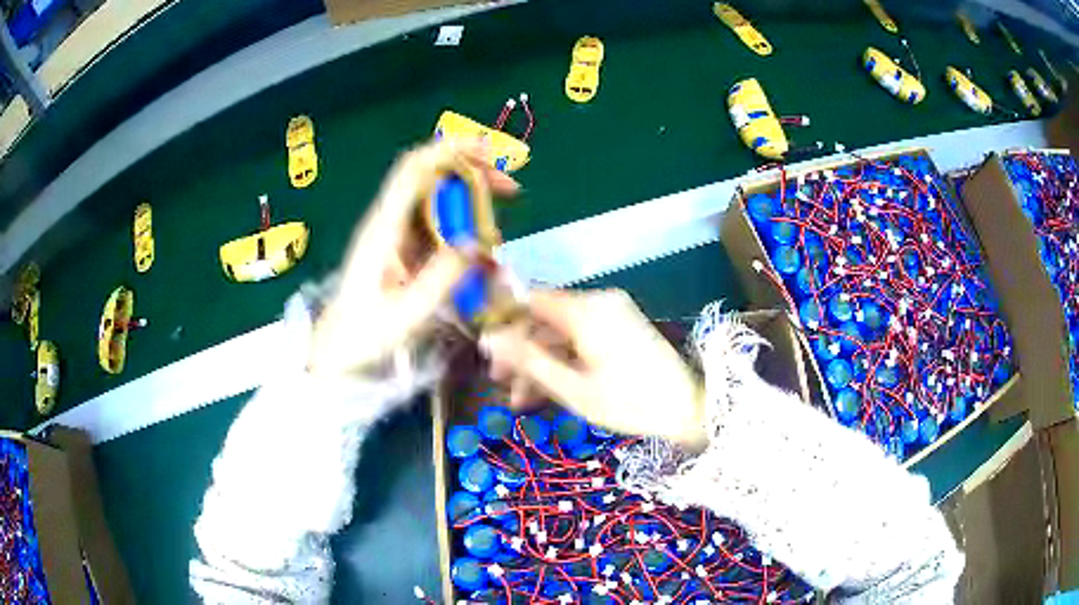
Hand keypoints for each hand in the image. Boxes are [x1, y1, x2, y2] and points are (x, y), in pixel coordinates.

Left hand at [308, 140, 518, 374]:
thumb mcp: (408, 313)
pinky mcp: (401, 248)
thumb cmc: (365, 334)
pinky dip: (462, 221)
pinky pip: (435, 222)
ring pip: (435, 196)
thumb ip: (443, 276)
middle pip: (430, 174)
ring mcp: (394, 233)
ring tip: (503, 209)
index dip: (452, 150)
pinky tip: (481, 240)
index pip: (415, 169)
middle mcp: (389, 221)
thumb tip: (479, 243)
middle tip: (510, 188)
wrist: (336, 350)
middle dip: (471, 170)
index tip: (491, 155)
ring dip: (470, 194)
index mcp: (384, 228)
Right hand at [481, 290, 707, 449]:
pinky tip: (548, 390)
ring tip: (520, 400)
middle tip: (499, 383)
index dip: (503, 322)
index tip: (486, 352)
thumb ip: (528, 360)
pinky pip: (581, 338)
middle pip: (545, 318)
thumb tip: (488, 337)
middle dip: (520, 350)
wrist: (689, 409)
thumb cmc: (629, 402)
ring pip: (561, 332)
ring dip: (540, 361)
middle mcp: (598, 302)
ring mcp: (612, 314)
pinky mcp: (621, 329)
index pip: (529, 300)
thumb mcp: (572, 387)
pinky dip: (564, 360)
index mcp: (585, 309)